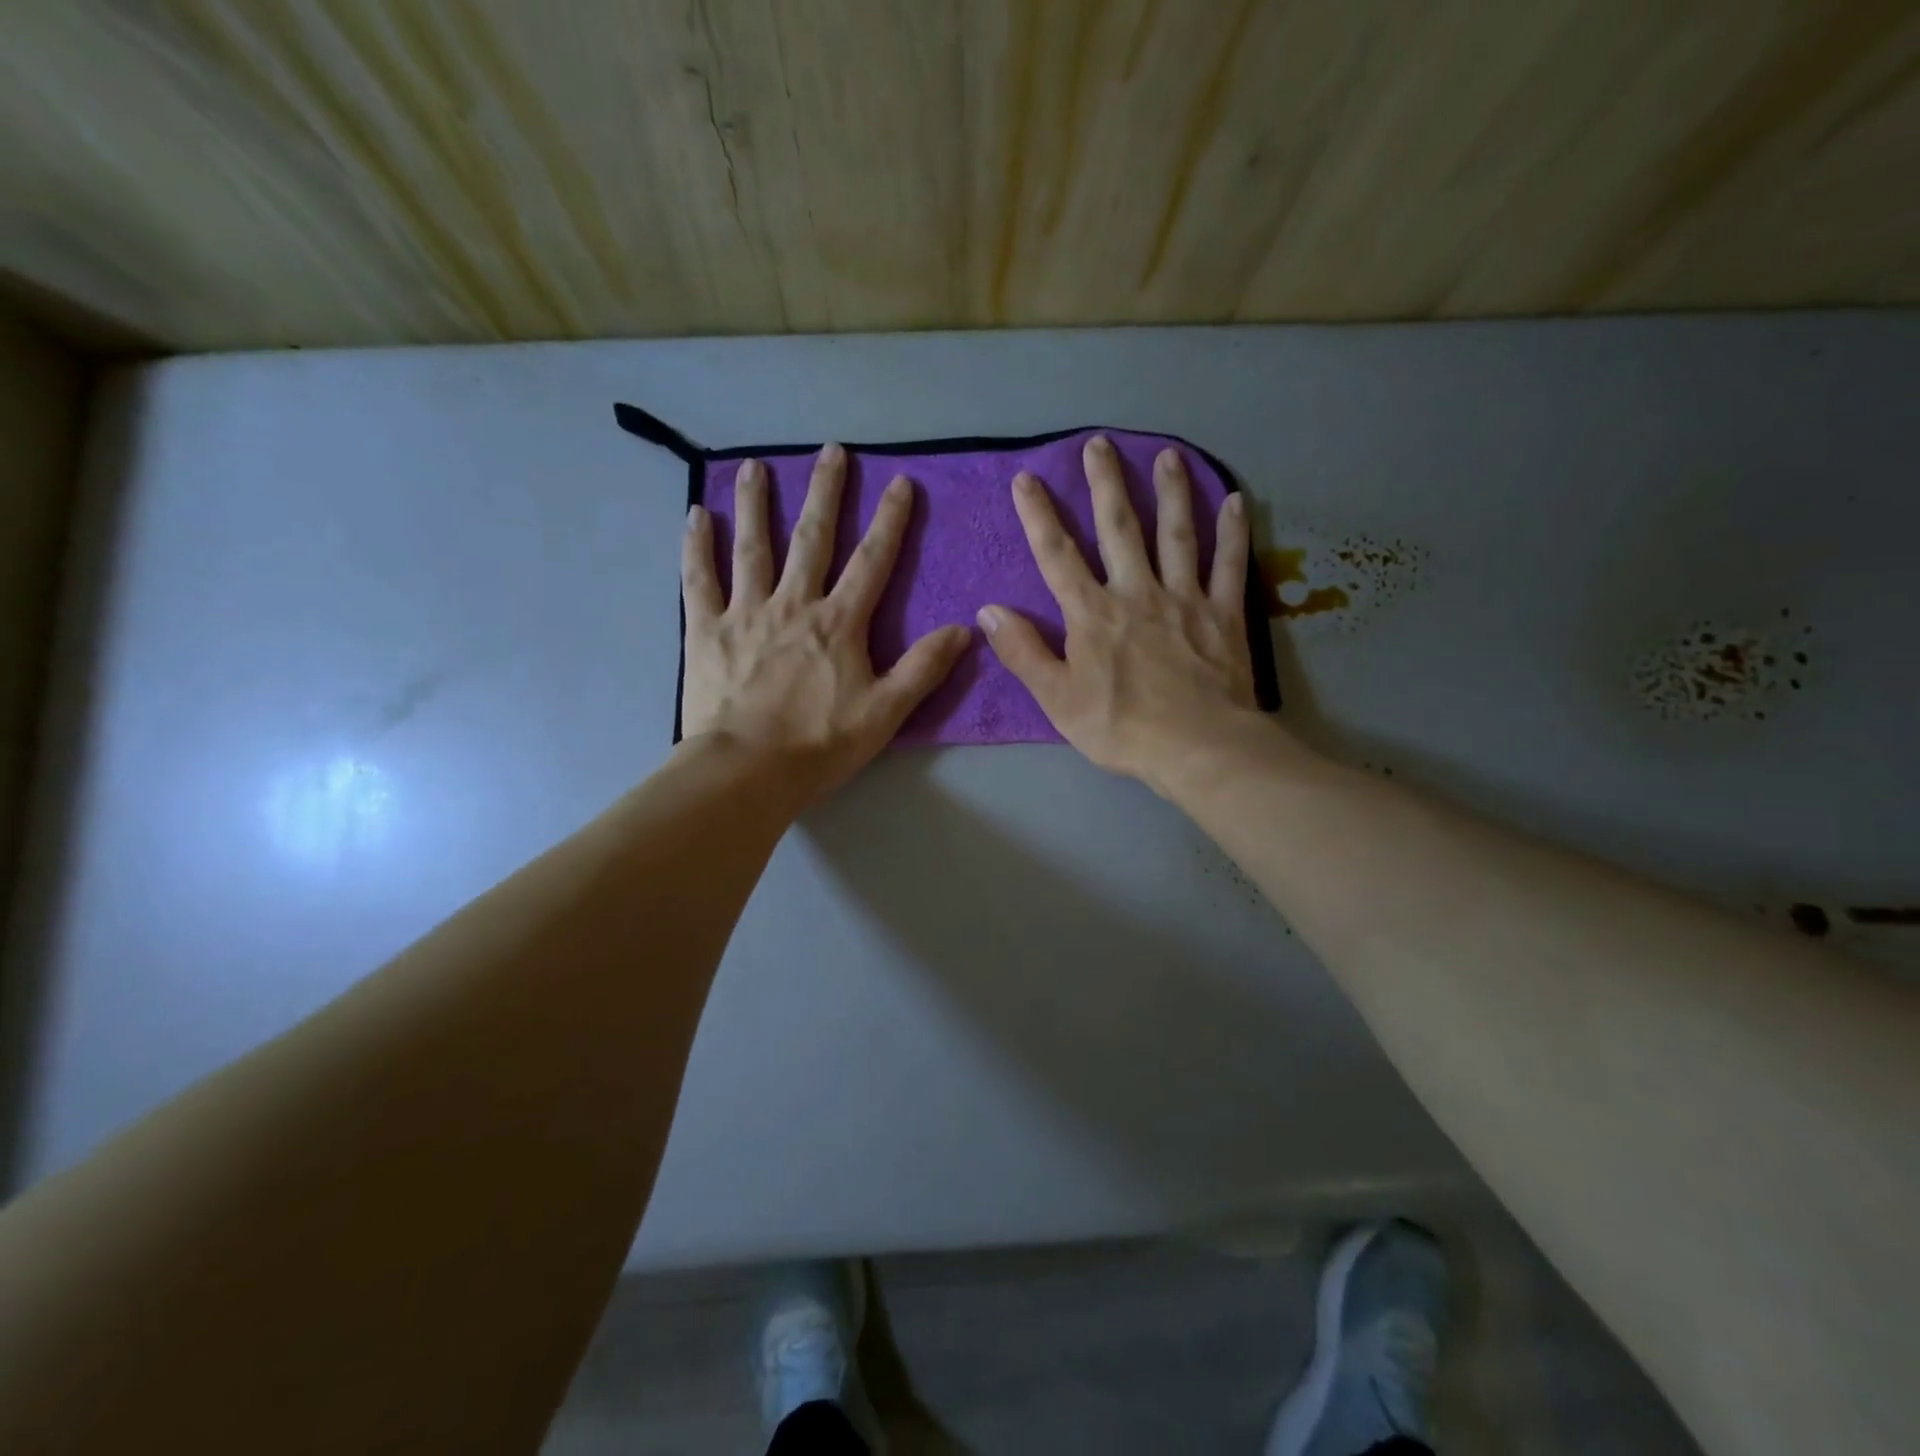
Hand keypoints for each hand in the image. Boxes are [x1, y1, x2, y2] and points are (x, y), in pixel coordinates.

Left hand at [680, 444, 970, 804]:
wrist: (747, 771)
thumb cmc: (820, 744)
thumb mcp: (885, 713)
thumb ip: (923, 668)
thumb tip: (965, 630)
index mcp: (839, 623)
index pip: (872, 561)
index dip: (890, 520)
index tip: (900, 482)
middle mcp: (793, 604)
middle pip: (812, 538)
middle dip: (826, 493)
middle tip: (831, 451)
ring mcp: (746, 613)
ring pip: (753, 547)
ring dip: (756, 504)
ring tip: (756, 466)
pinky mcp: (706, 630)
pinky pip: (699, 579)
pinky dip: (697, 547)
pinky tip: (696, 515)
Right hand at [977, 435, 1270, 794]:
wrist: (1196, 747)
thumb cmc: (1120, 727)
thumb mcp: (1056, 698)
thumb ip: (1023, 651)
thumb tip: (988, 611)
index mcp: (1092, 613)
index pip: (1058, 555)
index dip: (1039, 516)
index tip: (1027, 479)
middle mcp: (1136, 591)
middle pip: (1118, 528)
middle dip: (1106, 484)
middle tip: (1100, 443)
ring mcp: (1184, 598)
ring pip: (1176, 533)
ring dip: (1171, 491)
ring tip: (1167, 455)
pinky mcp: (1223, 613)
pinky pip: (1229, 564)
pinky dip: (1234, 532)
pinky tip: (1236, 501)